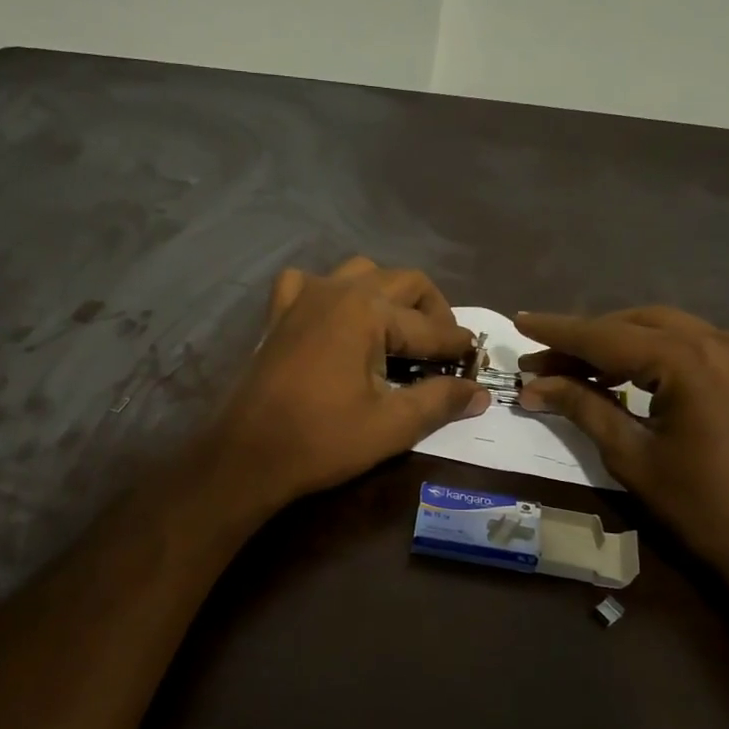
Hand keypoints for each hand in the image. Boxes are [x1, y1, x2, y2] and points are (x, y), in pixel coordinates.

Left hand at [214, 258, 489, 507]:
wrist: (249, 455)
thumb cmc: (323, 440)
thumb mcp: (392, 425)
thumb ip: (440, 401)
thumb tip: (479, 393)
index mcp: (368, 310)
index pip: (430, 326)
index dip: (457, 346)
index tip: (475, 361)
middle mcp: (338, 290)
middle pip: (403, 282)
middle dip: (432, 311)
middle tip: (443, 348)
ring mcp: (304, 297)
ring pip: (360, 273)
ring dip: (387, 294)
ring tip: (398, 330)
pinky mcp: (279, 314)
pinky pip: (308, 283)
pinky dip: (329, 292)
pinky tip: (335, 318)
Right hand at [515, 307, 728, 577]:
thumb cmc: (699, 505)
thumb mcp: (631, 455)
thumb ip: (582, 408)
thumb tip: (534, 385)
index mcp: (688, 361)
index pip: (607, 337)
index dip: (559, 332)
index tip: (520, 322)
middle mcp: (718, 341)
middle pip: (633, 325)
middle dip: (583, 341)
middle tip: (540, 363)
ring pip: (661, 329)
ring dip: (614, 344)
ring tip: (571, 369)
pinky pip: (687, 344)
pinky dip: (649, 352)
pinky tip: (620, 373)